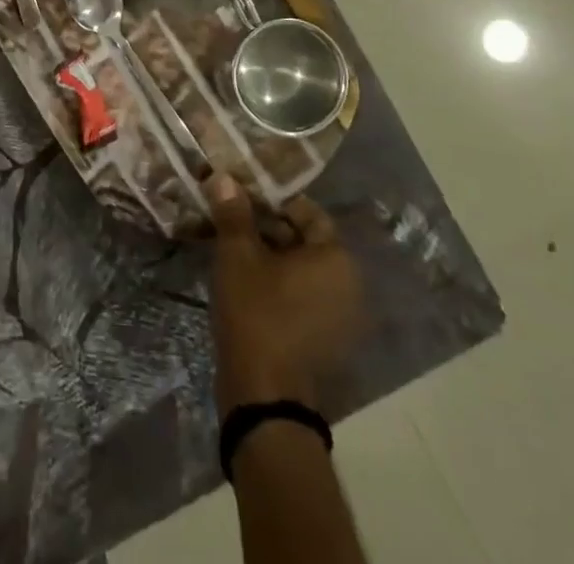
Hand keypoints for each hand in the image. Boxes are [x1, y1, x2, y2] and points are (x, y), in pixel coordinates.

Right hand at [208, 174, 368, 413]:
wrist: (265, 397)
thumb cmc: (256, 313)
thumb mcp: (237, 255)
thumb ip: (233, 212)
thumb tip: (224, 176)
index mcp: (336, 258)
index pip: (306, 211)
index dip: (271, 199)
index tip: (240, 197)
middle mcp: (348, 284)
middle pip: (304, 239)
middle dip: (267, 227)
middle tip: (231, 220)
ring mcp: (340, 316)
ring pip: (301, 269)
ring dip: (270, 256)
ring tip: (232, 248)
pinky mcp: (325, 340)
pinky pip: (302, 296)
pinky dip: (278, 284)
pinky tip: (245, 282)